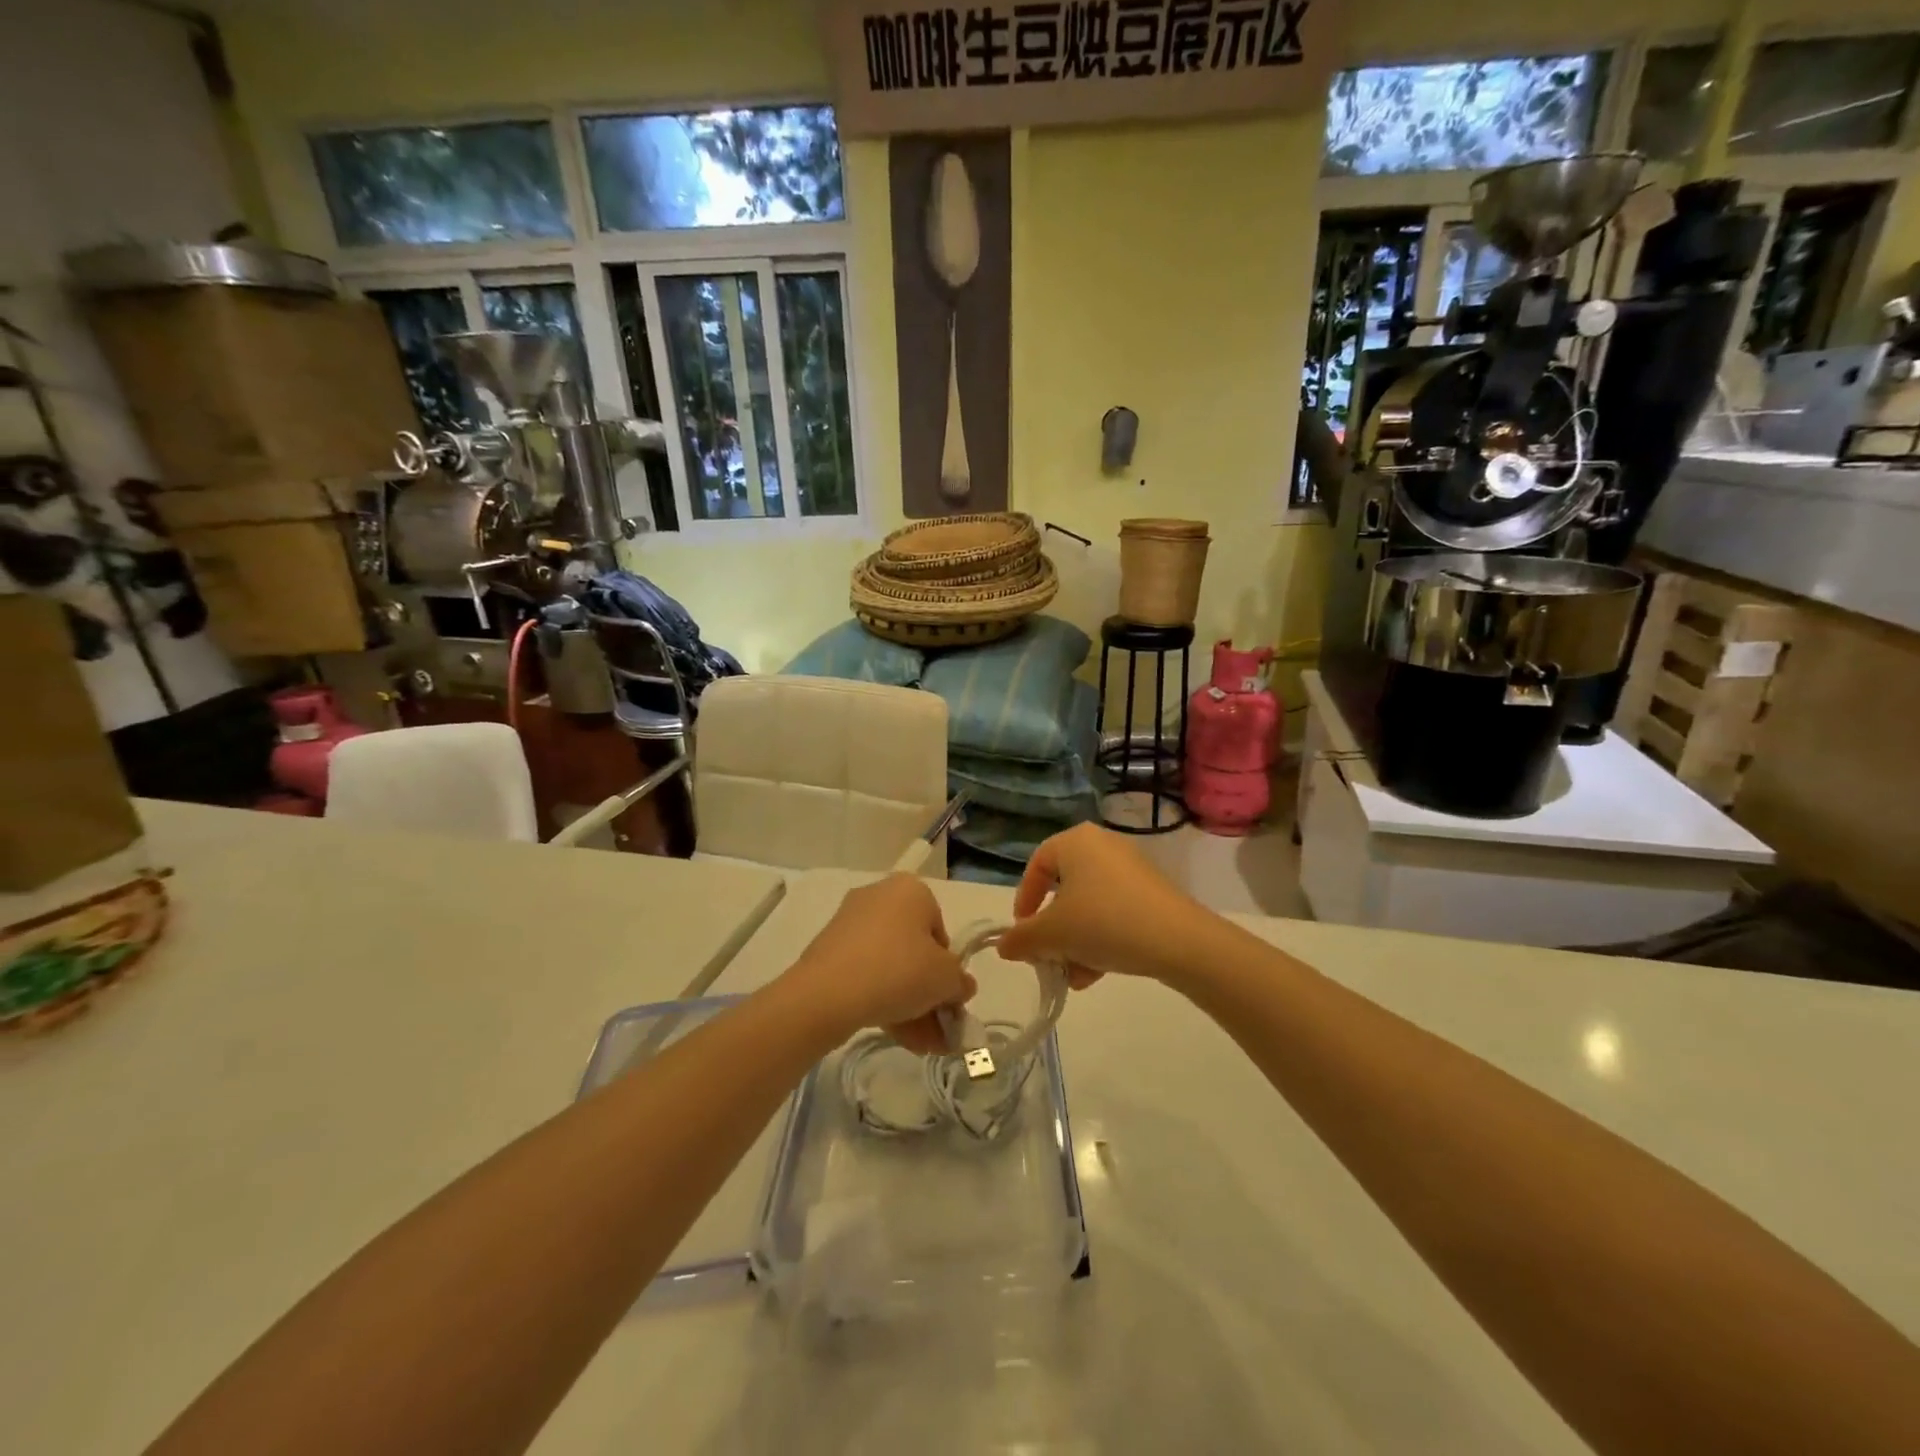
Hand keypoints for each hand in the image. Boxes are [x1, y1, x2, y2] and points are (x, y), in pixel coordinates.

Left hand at [779, 875, 975, 1053]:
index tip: (948, 999)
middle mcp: (879, 897)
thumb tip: (961, 987)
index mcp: (910, 890)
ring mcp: (850, 924)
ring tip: (922, 1045)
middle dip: (929, 995)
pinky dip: (883, 1000)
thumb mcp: (946, 979)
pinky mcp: (829, 950)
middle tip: (939, 1030)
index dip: (948, 969)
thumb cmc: (899, 971)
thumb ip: (960, 982)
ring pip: (891, 966)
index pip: (941, 931)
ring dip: (910, 1005)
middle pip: (914, 951)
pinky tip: (898, 1037)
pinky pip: (866, 974)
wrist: (827, 994)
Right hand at [995, 823, 1212, 987]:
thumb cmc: (1103, 922)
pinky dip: (1101, 939)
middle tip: (1048, 958)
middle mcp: (1103, 846)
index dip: (1024, 901)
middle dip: (1052, 931)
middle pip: (1063, 890)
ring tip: (1074, 976)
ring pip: (1089, 906)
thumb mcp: (1052, 934)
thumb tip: (1004, 946)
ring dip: (1075, 942)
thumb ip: (1021, 939)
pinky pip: (1114, 912)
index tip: (1023, 933)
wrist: (1178, 940)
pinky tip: (1096, 973)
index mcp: (1075, 841)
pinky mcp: (1152, 893)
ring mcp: (1131, 869)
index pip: (1036, 866)